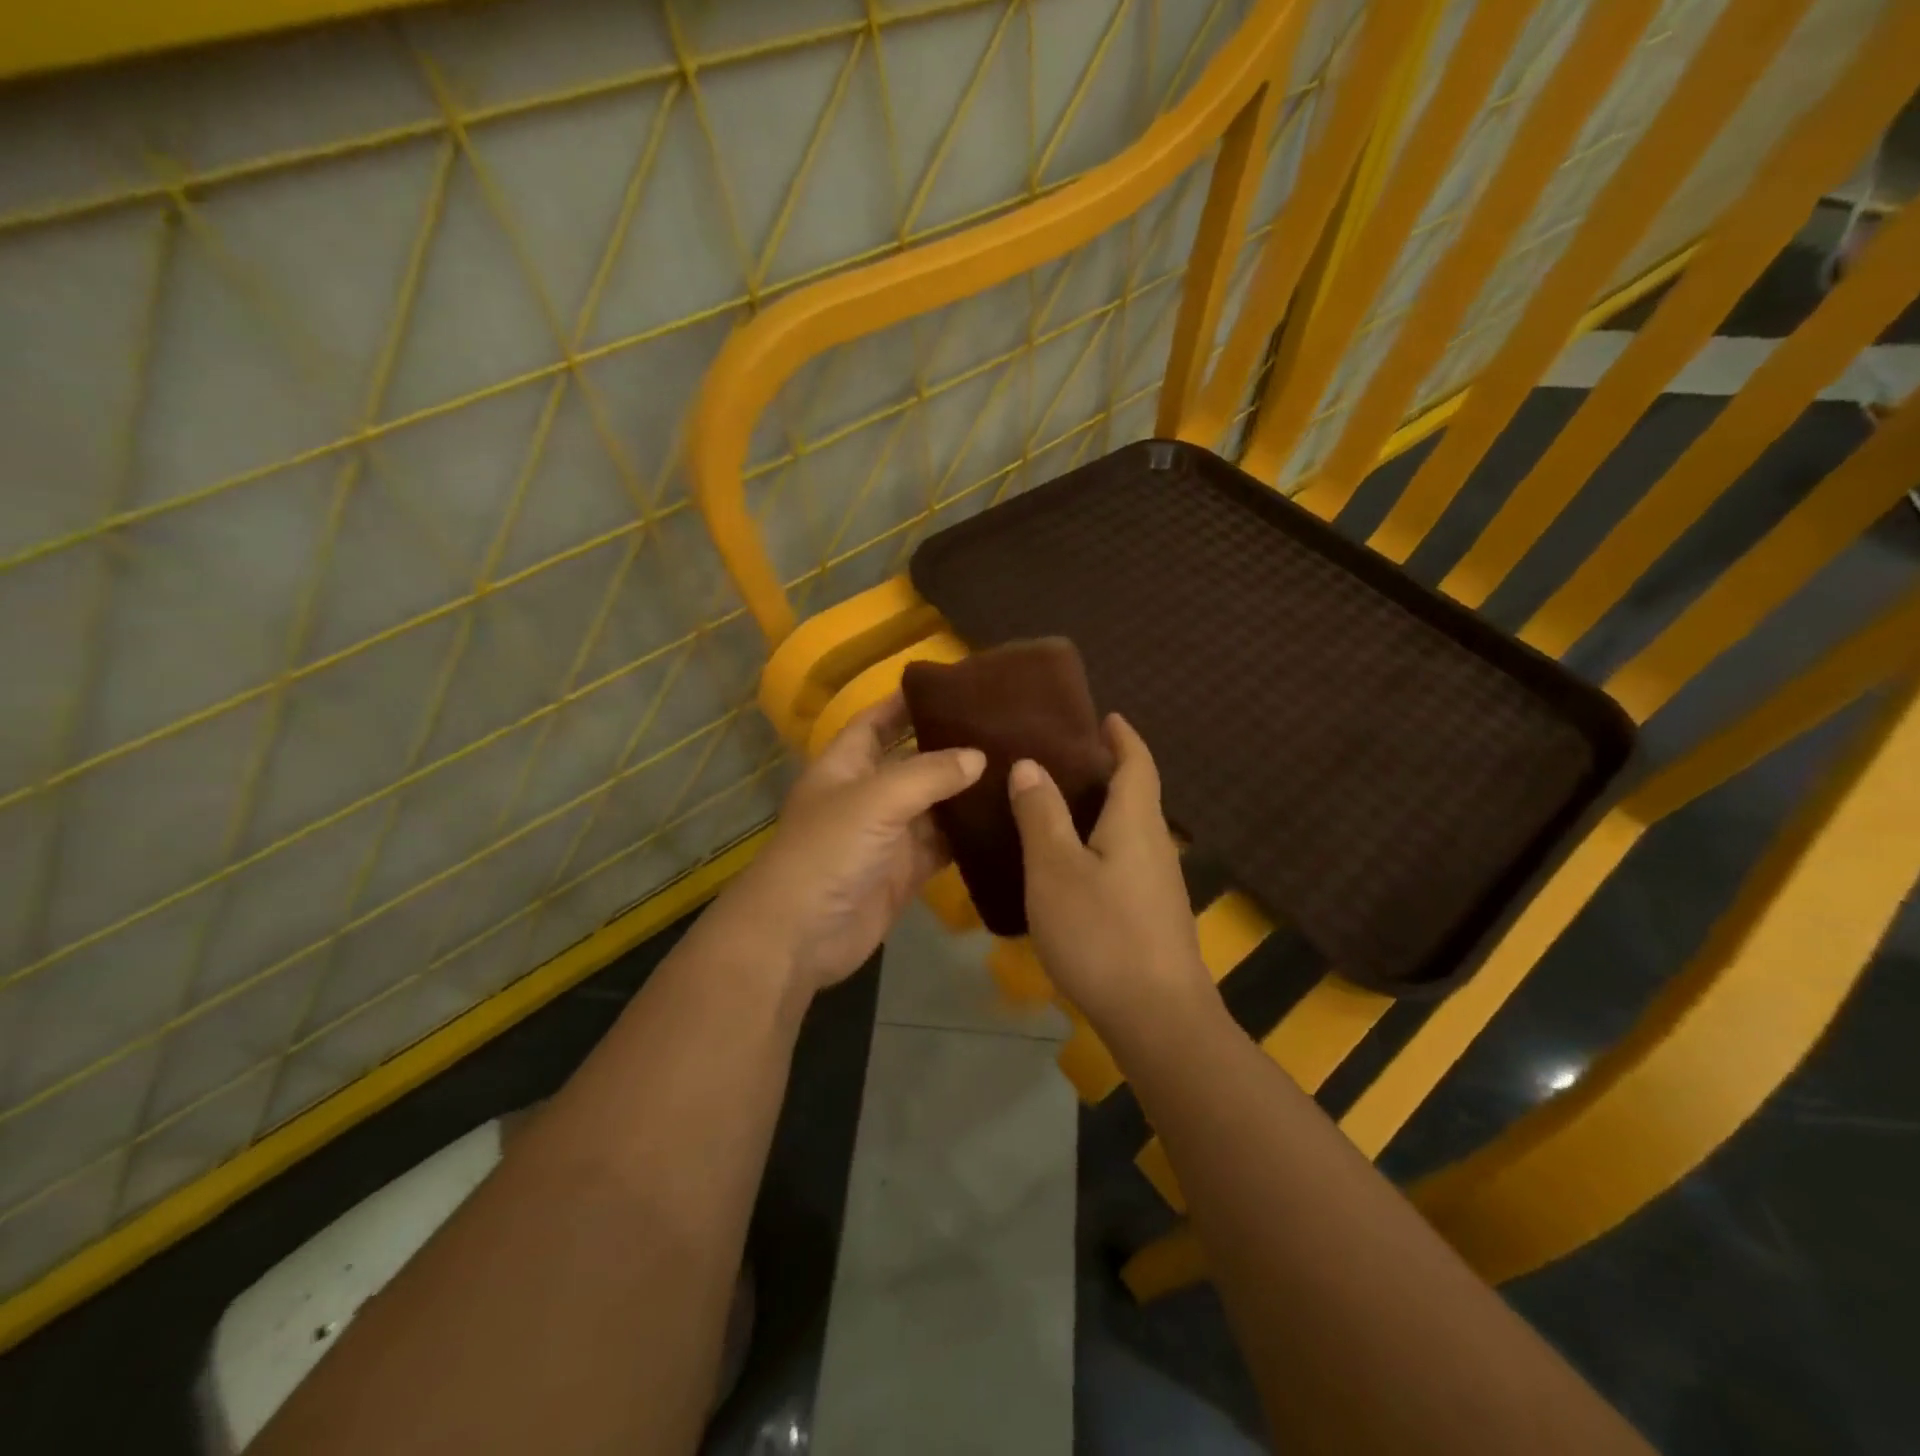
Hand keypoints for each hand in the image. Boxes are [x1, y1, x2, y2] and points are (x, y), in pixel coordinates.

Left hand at [707, 695, 984, 998]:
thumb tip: (979, 756)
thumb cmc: (828, 851)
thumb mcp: (876, 799)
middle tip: (1002, 728)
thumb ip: (929, 774)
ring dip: (966, 792)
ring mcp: (888, 835)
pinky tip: (1006, 819)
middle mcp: (867, 794)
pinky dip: (968, 835)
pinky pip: (942, 845)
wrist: (800, 935)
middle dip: (949, 746)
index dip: (906, 702)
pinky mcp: (906, 871)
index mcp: (846, 765)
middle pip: (913, 761)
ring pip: (934, 805)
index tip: (953, 685)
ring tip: (1016, 768)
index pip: (877, 721)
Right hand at [1009, 715, 1215, 1045]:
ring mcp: (1159, 883)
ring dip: (1102, 810)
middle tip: (1062, 758)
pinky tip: (1071, 866)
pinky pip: (1125, 860)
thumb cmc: (1101, 933)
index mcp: (1136, 821)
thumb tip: (1031, 765)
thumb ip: (1041, 814)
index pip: (1136, 763)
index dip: (1122, 736)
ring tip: (1056, 806)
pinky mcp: (1153, 915)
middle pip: (1136, 794)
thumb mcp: (1055, 869)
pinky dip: (1100, 844)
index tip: (1105, 717)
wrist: (1158, 1018)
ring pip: (1129, 830)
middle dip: (1108, 770)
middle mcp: (1155, 844)